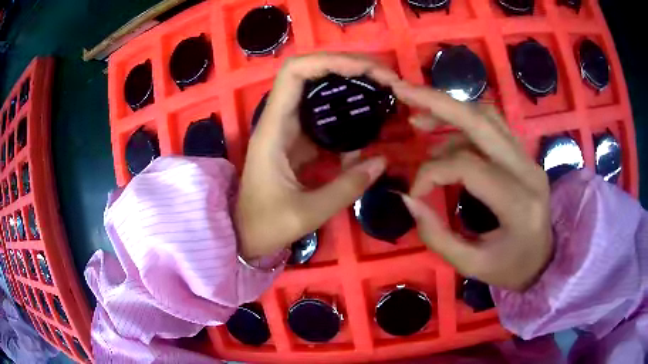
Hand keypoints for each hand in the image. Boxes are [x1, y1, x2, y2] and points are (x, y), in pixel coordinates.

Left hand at [236, 53, 398, 258]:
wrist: (243, 234)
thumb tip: (382, 162)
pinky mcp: (298, 142)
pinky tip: (369, 118)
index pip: (294, 73)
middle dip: (348, 67)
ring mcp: (289, 129)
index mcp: (273, 129)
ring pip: (319, 92)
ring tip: (383, 89)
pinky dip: (347, 111)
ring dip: (350, 85)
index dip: (329, 61)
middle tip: (384, 77)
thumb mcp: (307, 212)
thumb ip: (347, 187)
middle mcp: (279, 120)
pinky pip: (324, 117)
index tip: (364, 70)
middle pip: (311, 74)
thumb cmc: (265, 224)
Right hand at [392, 82, 552, 290]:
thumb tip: (407, 198)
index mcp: (519, 203)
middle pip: (481, 121)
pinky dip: (464, 120)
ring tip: (418, 117)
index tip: (415, 192)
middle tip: (402, 91)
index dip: (432, 172)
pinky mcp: (524, 154)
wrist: (544, 260)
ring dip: (450, 109)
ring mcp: (528, 157)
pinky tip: (444, 130)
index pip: (468, 166)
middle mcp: (528, 170)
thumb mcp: (472, 265)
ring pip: (487, 115)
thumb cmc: (510, 268)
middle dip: (438, 102)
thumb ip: (437, 235)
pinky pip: (493, 124)